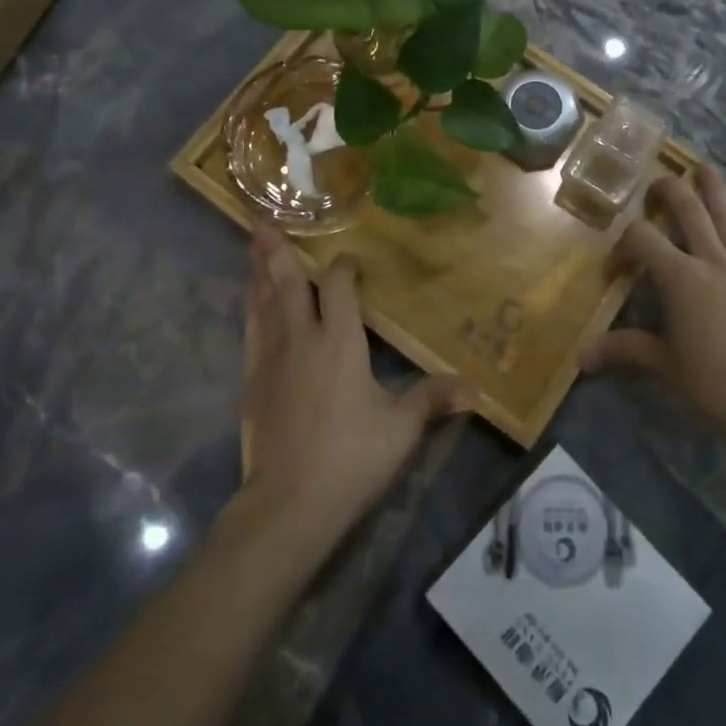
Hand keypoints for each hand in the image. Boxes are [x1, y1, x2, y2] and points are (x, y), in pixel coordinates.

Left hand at [239, 226, 462, 546]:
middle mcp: (301, 338)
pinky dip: (252, 308)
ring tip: (253, 247)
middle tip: (263, 221)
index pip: (338, 287)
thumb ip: (432, 399)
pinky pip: (251, 331)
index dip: (343, 268)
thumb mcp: (400, 428)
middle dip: (277, 251)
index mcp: (339, 341)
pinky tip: (251, 305)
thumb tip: (474, 388)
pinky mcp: (252, 382)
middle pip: (288, 283)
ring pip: (263, 303)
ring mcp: (271, 359)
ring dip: (259, 273)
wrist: (288, 504)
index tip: (350, 260)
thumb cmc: (350, 458)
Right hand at [581, 167, 725, 443]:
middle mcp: (713, 260)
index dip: (623, 243)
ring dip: (712, 187)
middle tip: (656, 186)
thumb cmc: (716, 383)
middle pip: (688, 208)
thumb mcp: (665, 366)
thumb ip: (625, 350)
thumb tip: (582, 356)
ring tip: (701, 168)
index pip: (643, 238)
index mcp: (681, 278)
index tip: (617, 266)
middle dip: (668, 190)